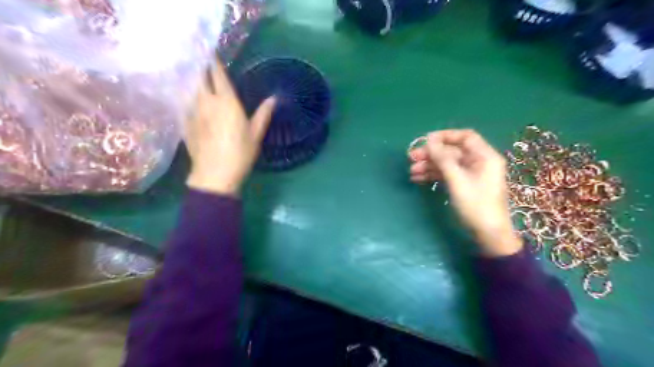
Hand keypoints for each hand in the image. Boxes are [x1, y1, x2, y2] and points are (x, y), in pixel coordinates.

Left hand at [183, 61, 274, 195]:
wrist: (215, 174)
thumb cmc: (240, 153)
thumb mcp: (256, 135)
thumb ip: (263, 114)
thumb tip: (274, 98)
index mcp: (227, 102)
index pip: (218, 75)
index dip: (215, 62)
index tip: (212, 53)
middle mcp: (207, 102)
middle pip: (200, 78)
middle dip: (202, 69)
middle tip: (204, 65)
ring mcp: (192, 112)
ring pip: (191, 90)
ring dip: (194, 83)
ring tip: (198, 80)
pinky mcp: (185, 124)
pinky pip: (185, 105)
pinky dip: (188, 99)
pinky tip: (190, 102)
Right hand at [410, 130, 524, 256]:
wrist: (488, 234)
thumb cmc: (476, 205)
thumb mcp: (457, 180)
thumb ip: (443, 159)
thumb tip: (429, 140)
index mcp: (484, 156)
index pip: (465, 137)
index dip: (445, 136)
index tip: (426, 141)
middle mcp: (478, 162)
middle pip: (452, 151)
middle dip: (431, 154)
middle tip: (411, 158)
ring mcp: (471, 175)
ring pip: (447, 164)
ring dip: (429, 166)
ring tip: (412, 172)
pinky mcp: (464, 185)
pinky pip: (447, 175)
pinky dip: (433, 176)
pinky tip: (418, 179)